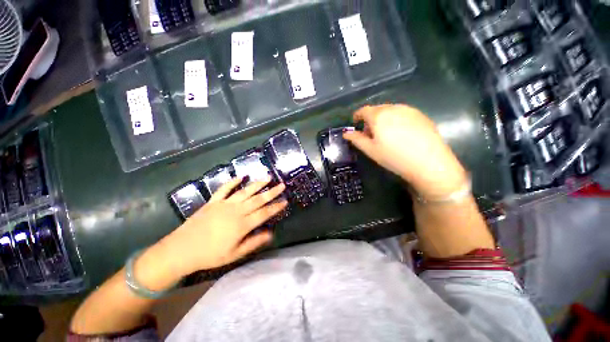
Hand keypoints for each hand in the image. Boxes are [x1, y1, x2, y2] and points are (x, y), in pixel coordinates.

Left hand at [157, 177, 287, 277]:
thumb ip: (254, 242)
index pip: (264, 213)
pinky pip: (224, 189)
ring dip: (257, 184)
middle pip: (258, 199)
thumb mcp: (235, 254)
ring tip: (268, 177)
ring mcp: (224, 204)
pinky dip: (233, 182)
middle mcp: (236, 211)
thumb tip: (270, 234)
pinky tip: (241, 176)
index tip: (285, 201)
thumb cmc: (210, 255)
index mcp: (242, 225)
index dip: (276, 207)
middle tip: (282, 185)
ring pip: (245, 191)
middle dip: (272, 192)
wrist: (181, 250)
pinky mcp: (213, 201)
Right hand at [343, 104, 467, 198]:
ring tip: (385, 134)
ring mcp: (409, 110)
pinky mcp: (421, 115)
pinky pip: (402, 113)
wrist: (429, 162)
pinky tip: (400, 134)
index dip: (357, 116)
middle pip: (377, 110)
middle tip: (370, 133)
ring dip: (383, 119)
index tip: (355, 123)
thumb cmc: (394, 157)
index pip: (364, 110)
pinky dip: (396, 120)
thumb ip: (356, 139)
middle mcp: (393, 108)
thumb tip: (346, 133)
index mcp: (379, 116)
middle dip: (370, 119)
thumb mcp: (371, 150)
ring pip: (390, 111)